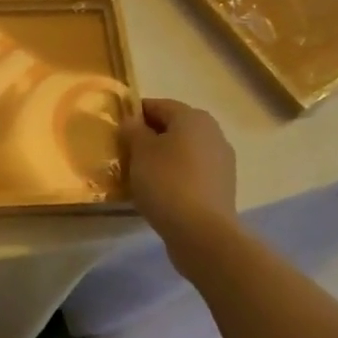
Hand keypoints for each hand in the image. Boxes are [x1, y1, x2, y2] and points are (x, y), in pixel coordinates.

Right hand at [122, 98, 239, 268]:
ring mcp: (221, 162)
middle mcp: (212, 133)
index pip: (157, 105)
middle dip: (149, 137)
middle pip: (173, 128)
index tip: (116, 130)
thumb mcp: (140, 150)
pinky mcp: (222, 187)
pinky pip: (191, 172)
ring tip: (139, 175)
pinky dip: (175, 176)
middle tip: (125, 153)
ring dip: (162, 158)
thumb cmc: (166, 182)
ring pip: (183, 151)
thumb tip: (132, 121)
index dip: (134, 115)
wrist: (202, 233)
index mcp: (193, 117)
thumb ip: (133, 130)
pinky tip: (159, 192)